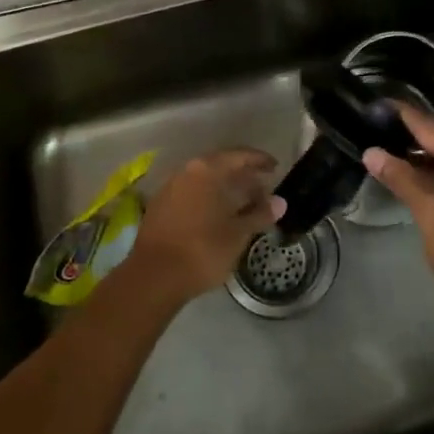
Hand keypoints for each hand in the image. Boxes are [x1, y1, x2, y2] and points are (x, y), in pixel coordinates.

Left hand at [127, 149, 282, 305]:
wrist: (154, 278)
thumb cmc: (202, 250)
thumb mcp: (238, 234)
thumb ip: (260, 214)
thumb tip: (280, 202)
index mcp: (206, 170)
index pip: (239, 156)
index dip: (259, 160)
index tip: (275, 167)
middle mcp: (186, 172)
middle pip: (220, 165)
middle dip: (243, 176)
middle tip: (262, 189)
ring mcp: (169, 189)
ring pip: (204, 180)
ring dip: (225, 188)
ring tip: (244, 204)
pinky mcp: (159, 207)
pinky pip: (191, 193)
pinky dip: (209, 199)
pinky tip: (219, 215)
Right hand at [362, 110, 433, 327]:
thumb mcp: (431, 215)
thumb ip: (402, 179)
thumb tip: (371, 152)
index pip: (432, 127)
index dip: (402, 117)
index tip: (374, 105)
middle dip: (411, 140)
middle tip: (373, 132)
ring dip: (426, 159)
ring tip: (387, 153)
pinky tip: (417, 177)